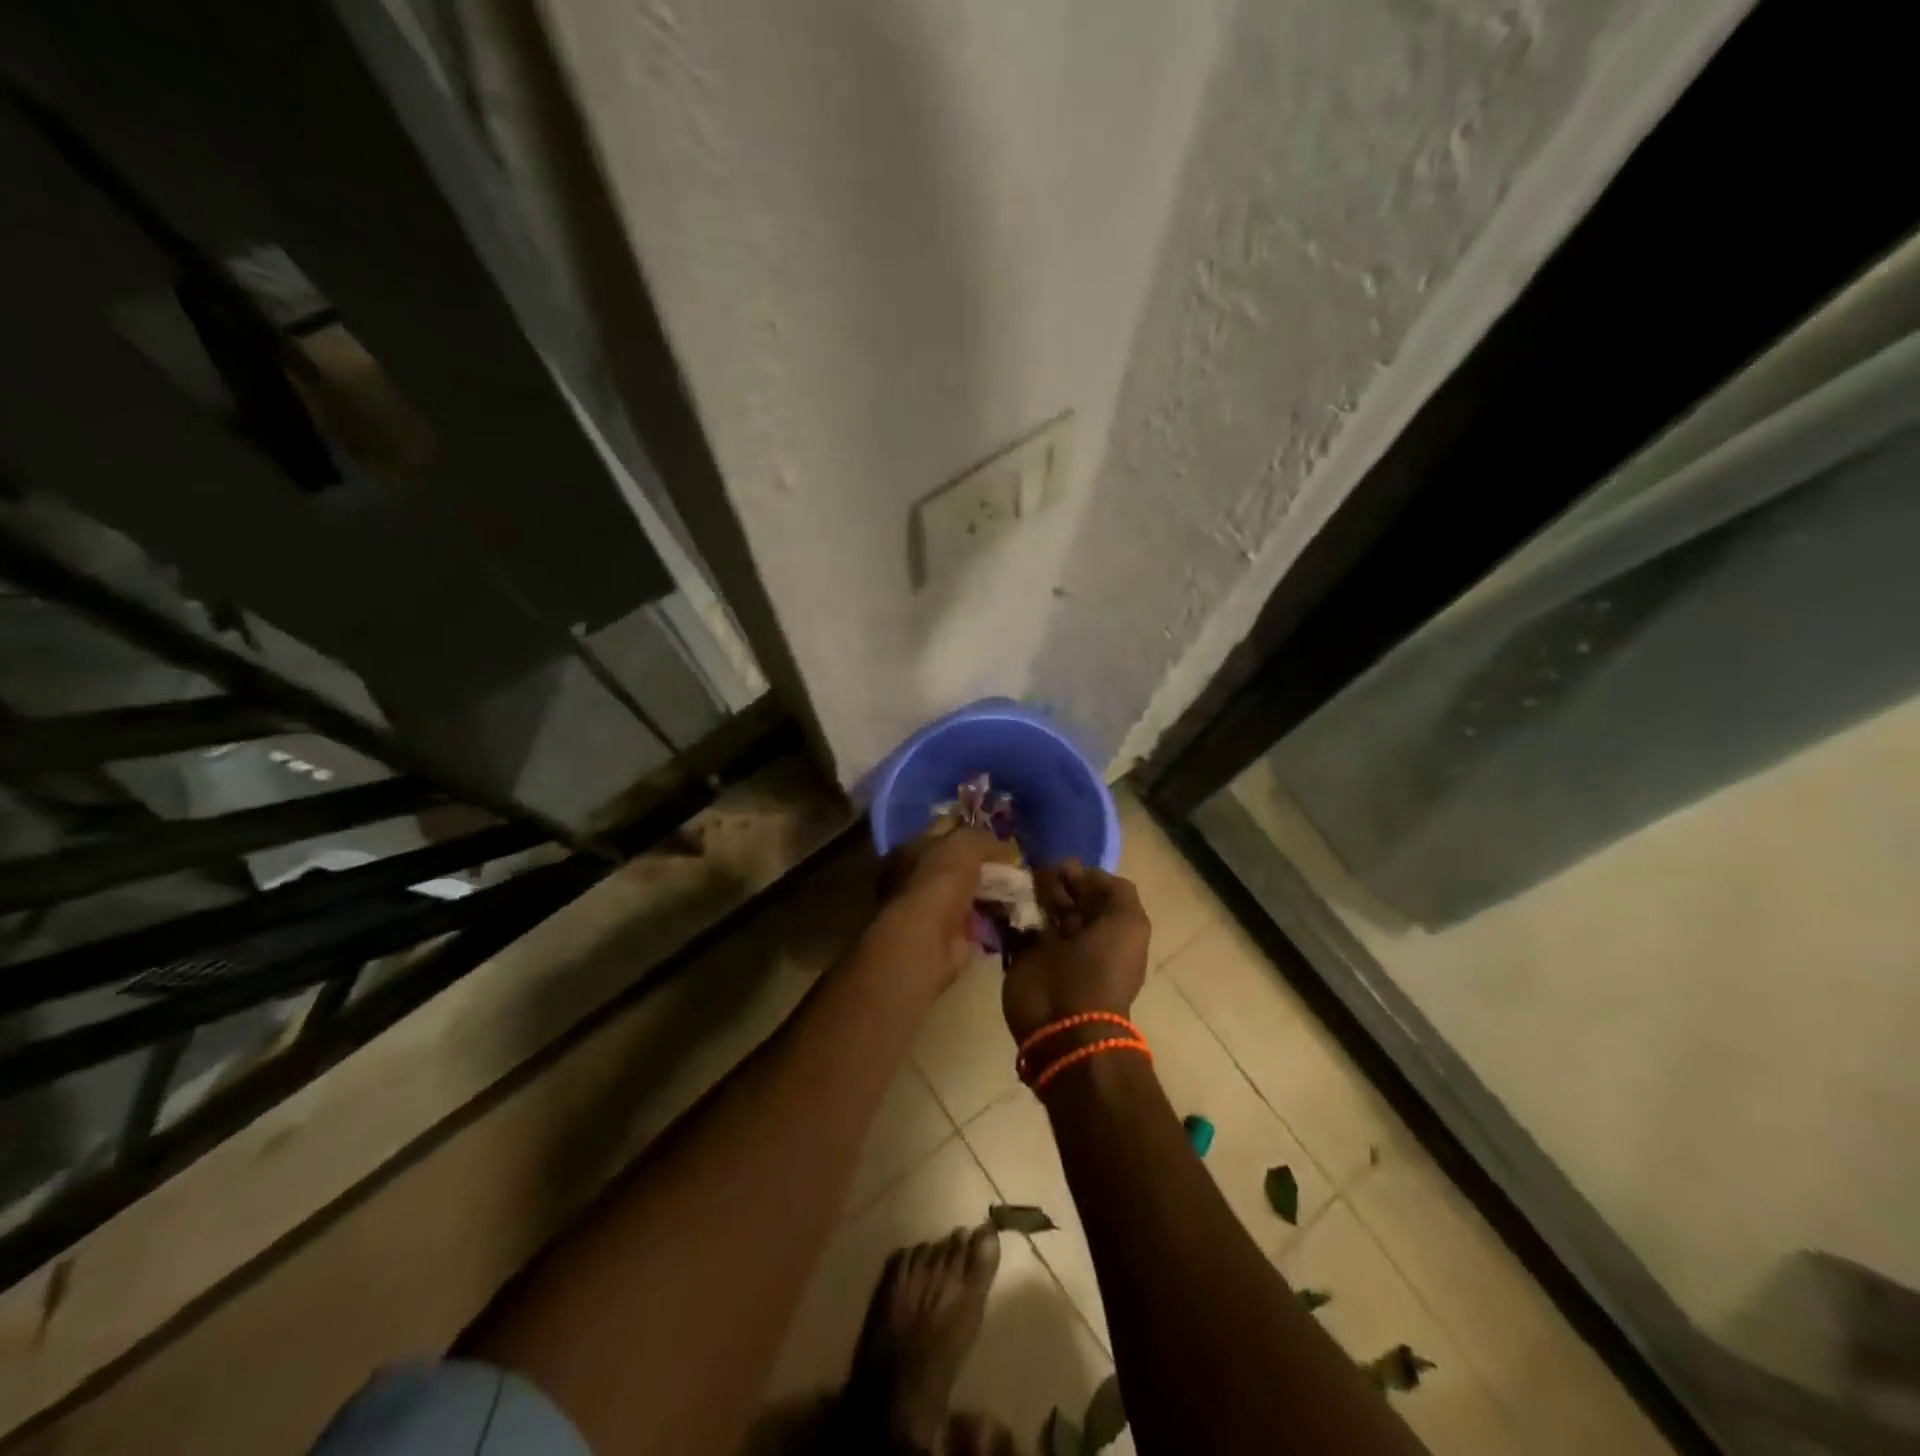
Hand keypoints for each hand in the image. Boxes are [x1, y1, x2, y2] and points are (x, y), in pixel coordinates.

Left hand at [868, 825, 1016, 993]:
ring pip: (967, 893)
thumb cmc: (940, 880)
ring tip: (1020, 889)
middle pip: (956, 864)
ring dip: (989, 893)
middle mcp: (915, 877)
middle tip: (1015, 864)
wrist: (929, 938)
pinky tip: (1013, 915)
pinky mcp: (946, 936)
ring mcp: (930, 909)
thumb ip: (985, 840)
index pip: (945, 830)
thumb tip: (1008, 849)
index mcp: (911, 848)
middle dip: (984, 865)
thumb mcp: (965, 844)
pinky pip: (975, 922)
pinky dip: (992, 920)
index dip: (971, 829)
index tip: (1000, 835)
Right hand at [1003, 861, 1151, 1042]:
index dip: (1079, 876)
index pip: (1092, 890)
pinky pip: (1012, 926)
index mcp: (1108, 928)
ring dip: (1028, 892)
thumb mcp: (1128, 923)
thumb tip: (1078, 872)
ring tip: (1017, 882)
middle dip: (1051, 881)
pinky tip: (1001, 896)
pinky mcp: (1020, 956)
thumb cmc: (1101, 969)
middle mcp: (1079, 935)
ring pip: (1037, 907)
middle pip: (1064, 896)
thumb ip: (1115, 891)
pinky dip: (1006, 910)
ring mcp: (1048, 946)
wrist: (1064, 1022)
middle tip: (1035, 874)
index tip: (1061, 867)